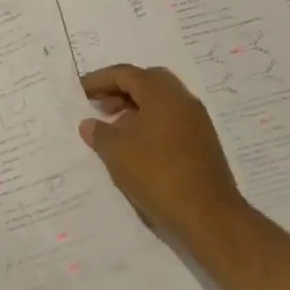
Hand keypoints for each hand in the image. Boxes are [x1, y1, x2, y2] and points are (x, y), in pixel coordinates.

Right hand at [79, 65, 245, 245]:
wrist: (209, 216)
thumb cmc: (157, 174)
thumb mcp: (117, 152)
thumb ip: (99, 133)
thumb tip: (89, 124)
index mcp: (161, 92)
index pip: (125, 74)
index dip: (100, 80)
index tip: (81, 92)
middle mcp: (182, 98)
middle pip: (147, 82)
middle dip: (120, 90)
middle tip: (101, 106)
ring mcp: (197, 120)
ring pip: (161, 102)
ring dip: (136, 108)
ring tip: (115, 129)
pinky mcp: (204, 142)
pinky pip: (172, 120)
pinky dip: (151, 123)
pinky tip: (138, 147)